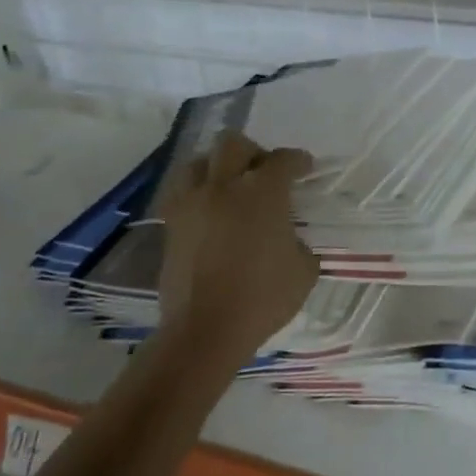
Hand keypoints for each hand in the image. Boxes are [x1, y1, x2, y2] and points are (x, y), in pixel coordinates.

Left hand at [158, 131, 317, 348]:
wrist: (205, 331)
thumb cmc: (263, 298)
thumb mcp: (304, 270)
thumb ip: (301, 243)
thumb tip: (292, 238)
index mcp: (263, 192)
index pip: (283, 160)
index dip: (297, 161)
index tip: (305, 169)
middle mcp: (225, 186)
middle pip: (234, 145)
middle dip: (253, 152)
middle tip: (263, 172)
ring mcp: (193, 204)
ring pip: (198, 162)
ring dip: (217, 167)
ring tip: (228, 187)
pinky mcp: (171, 226)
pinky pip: (181, 194)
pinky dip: (196, 194)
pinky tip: (208, 212)